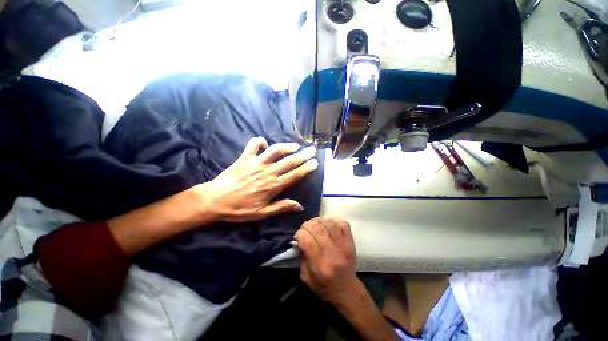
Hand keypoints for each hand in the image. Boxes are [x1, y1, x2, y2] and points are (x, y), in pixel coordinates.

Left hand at [195, 136, 317, 222]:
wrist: (215, 200)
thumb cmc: (240, 209)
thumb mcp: (262, 213)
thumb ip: (282, 207)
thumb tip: (300, 206)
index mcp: (273, 186)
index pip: (294, 175)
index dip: (306, 168)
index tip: (315, 163)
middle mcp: (267, 172)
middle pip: (289, 161)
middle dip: (303, 155)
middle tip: (312, 150)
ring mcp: (256, 163)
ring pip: (275, 150)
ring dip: (287, 146)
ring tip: (295, 145)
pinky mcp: (245, 158)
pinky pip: (253, 145)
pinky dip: (259, 141)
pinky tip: (264, 142)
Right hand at [295, 218, 359, 303]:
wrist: (347, 290)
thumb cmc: (324, 286)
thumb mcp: (306, 277)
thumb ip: (301, 257)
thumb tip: (300, 239)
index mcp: (321, 266)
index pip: (308, 240)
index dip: (300, 234)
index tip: (298, 236)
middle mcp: (334, 254)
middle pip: (318, 229)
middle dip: (307, 225)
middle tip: (305, 228)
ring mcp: (345, 246)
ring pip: (330, 223)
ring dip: (319, 221)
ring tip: (315, 225)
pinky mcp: (351, 241)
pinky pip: (342, 223)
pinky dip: (333, 220)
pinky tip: (327, 225)